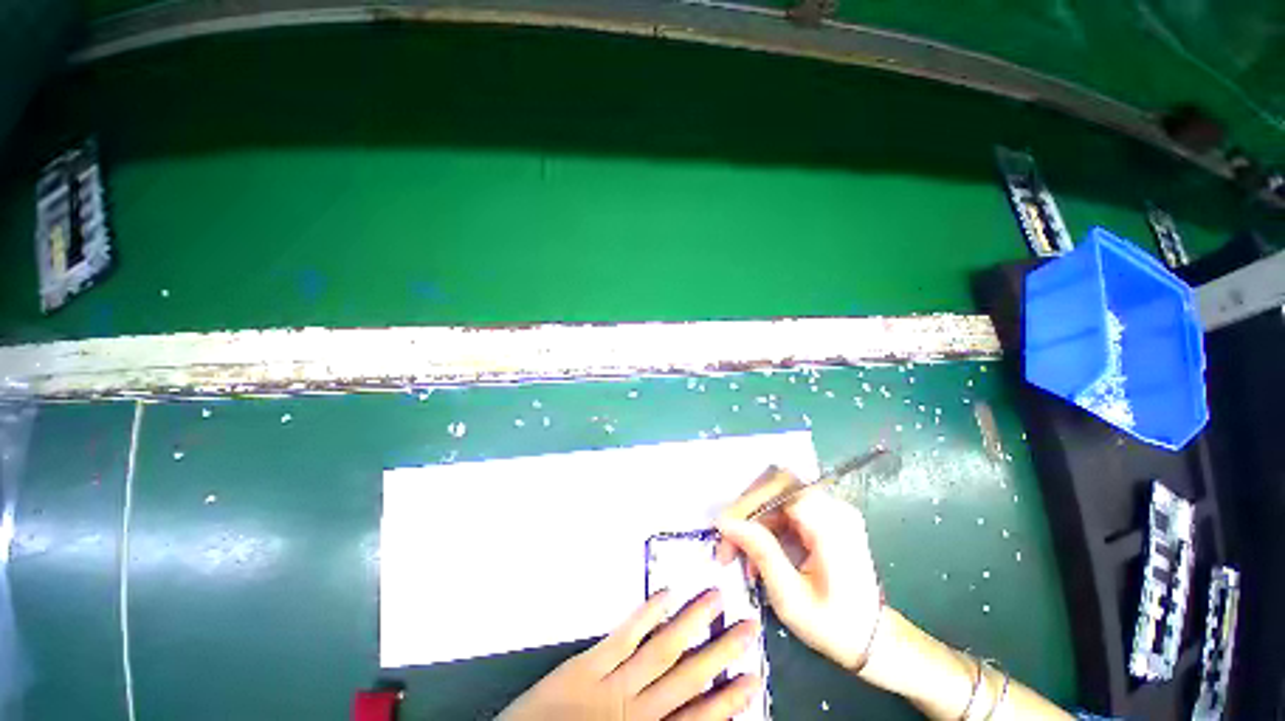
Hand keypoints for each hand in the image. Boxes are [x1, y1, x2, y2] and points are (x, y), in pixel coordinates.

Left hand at [498, 589, 761, 720]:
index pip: (696, 717)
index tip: (751, 678)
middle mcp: (636, 709)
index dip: (727, 699)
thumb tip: (685, 716)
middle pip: (688, 676)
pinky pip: (625, 636)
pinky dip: (647, 615)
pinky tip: (666, 596)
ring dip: (692, 623)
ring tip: (714, 600)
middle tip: (747, 628)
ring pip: (663, 649)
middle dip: (720, 652)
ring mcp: (613, 683)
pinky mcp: (589, 664)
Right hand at [714, 466, 881, 671]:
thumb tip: (726, 521)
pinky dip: (765, 526)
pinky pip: (784, 507)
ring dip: (753, 521)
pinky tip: (757, 552)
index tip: (725, 530)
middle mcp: (833, 506)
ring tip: (740, 554)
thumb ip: (761, 552)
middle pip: (775, 487)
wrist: (871, 638)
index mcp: (831, 524)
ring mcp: (830, 508)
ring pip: (775, 496)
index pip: (778, 489)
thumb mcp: (791, 597)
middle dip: (746, 512)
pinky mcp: (824, 515)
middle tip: (727, 543)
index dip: (748, 504)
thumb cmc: (833, 625)